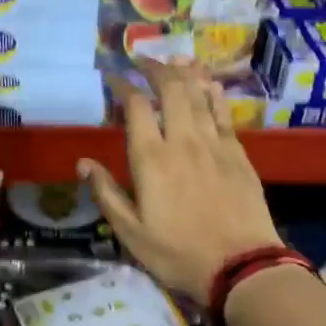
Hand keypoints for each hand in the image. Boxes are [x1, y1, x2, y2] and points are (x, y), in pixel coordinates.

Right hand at [78, 60, 281, 302]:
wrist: (242, 267)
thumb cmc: (178, 253)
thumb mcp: (131, 232)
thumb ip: (106, 193)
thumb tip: (83, 163)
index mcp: (151, 159)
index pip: (135, 107)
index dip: (123, 86)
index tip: (113, 78)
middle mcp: (183, 141)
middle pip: (171, 90)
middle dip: (155, 68)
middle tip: (143, 59)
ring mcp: (215, 144)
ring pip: (199, 95)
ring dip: (185, 72)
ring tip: (174, 58)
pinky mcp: (238, 154)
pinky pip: (223, 113)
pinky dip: (213, 94)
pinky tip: (208, 84)